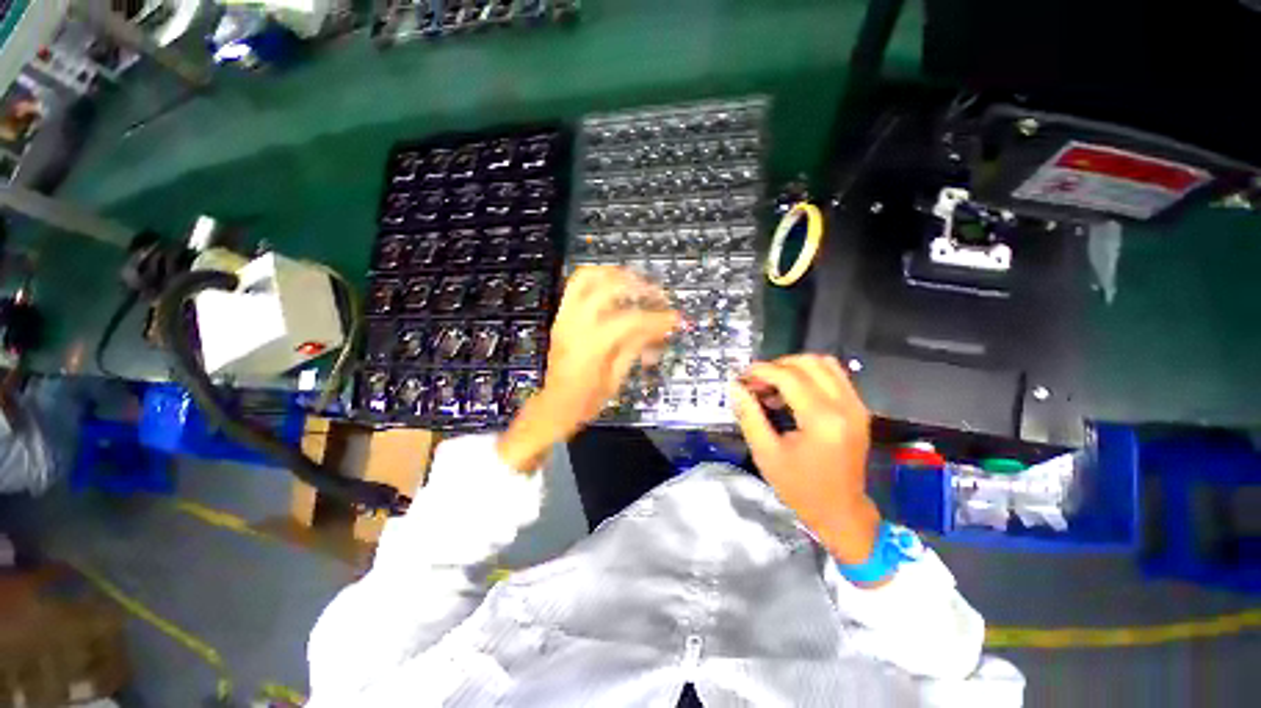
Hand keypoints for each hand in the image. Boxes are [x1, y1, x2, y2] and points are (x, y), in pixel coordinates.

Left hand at [497, 266, 678, 471]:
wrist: (556, 404)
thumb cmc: (589, 398)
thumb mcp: (617, 376)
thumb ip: (636, 346)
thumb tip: (660, 327)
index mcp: (592, 345)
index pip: (630, 320)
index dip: (656, 317)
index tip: (675, 318)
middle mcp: (576, 324)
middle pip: (608, 288)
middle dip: (637, 286)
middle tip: (657, 294)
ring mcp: (565, 316)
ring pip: (587, 277)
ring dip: (614, 273)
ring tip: (635, 280)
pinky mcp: (562, 315)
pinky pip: (576, 285)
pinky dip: (597, 278)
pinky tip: (615, 284)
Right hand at [732, 354, 880, 565]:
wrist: (841, 512)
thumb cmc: (799, 488)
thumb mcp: (766, 454)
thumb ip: (749, 415)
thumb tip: (735, 386)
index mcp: (822, 420)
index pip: (789, 377)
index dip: (761, 371)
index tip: (742, 377)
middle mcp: (845, 406)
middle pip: (809, 363)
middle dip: (778, 365)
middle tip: (757, 382)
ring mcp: (856, 406)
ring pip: (825, 363)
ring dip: (795, 367)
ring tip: (774, 385)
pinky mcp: (859, 409)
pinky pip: (834, 376)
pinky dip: (811, 375)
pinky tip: (793, 392)